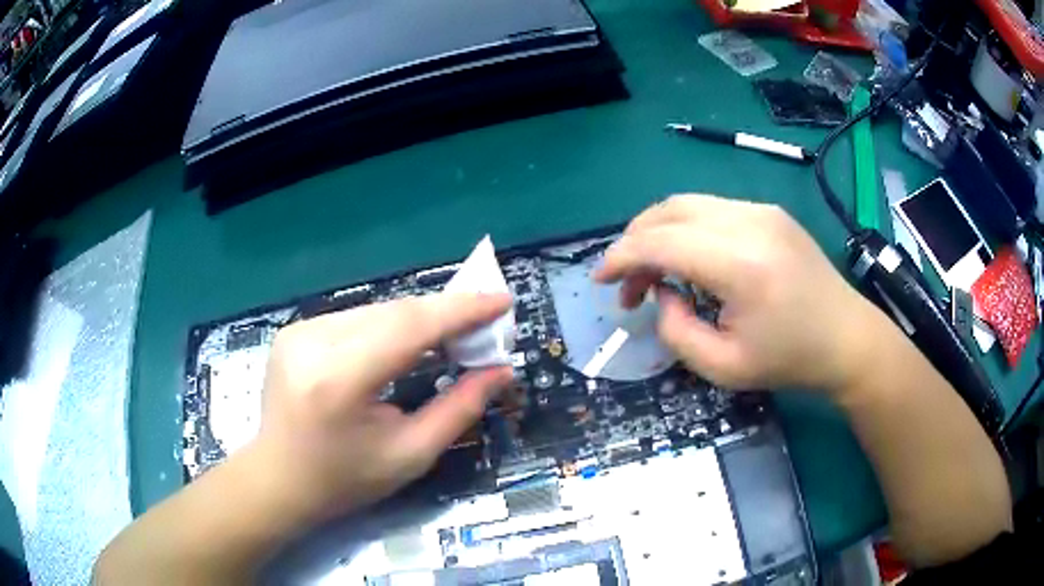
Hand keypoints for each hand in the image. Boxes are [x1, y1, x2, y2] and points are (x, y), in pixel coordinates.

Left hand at [252, 292, 513, 521]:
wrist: (278, 480)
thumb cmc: (345, 480)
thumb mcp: (410, 455)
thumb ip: (458, 409)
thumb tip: (501, 371)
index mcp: (340, 379)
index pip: (410, 327)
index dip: (461, 310)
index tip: (502, 300)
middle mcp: (314, 342)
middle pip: (395, 311)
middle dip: (446, 313)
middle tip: (486, 322)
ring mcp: (299, 331)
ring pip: (376, 310)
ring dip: (419, 319)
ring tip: (454, 333)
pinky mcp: (295, 331)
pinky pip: (356, 318)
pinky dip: (389, 326)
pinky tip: (407, 342)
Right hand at [595, 194, 871, 392]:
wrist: (847, 339)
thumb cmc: (790, 360)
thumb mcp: (724, 368)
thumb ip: (675, 331)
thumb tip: (660, 294)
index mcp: (741, 264)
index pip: (660, 241)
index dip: (620, 257)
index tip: (600, 279)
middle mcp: (749, 222)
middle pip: (668, 211)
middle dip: (634, 241)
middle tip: (627, 283)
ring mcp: (762, 210)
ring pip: (687, 204)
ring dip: (658, 232)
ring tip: (654, 272)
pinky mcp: (769, 211)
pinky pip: (711, 209)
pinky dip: (685, 229)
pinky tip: (689, 259)